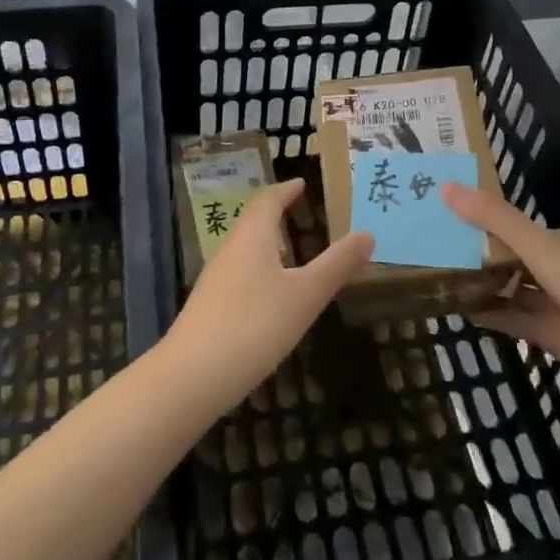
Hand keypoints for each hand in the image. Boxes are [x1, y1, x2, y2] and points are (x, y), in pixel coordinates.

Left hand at [162, 181, 372, 411]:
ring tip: (293, 252)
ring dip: (268, 244)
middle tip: (303, 214)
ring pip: (246, 249)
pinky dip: (260, 271)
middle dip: (277, 215)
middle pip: (254, 222)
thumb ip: (337, 264)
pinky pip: (240, 274)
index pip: (269, 199)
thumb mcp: (306, 294)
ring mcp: (216, 278)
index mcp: (253, 235)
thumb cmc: (255, 324)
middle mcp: (230, 248)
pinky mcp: (210, 306)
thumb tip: (368, 233)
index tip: (302, 183)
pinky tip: (272, 295)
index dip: (287, 190)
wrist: (192, 376)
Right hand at [445, 184, 559, 395]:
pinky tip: (460, 311)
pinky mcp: (548, 334)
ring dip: (482, 285)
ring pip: (510, 289)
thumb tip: (445, 187)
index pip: (515, 226)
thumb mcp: (536, 244)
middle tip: (435, 247)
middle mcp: (558, 268)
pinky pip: (512, 319)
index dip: (483, 220)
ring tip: (440, 276)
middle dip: (478, 254)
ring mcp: (554, 303)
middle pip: (510, 258)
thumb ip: (492, 218)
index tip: (447, 217)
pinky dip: (489, 314)